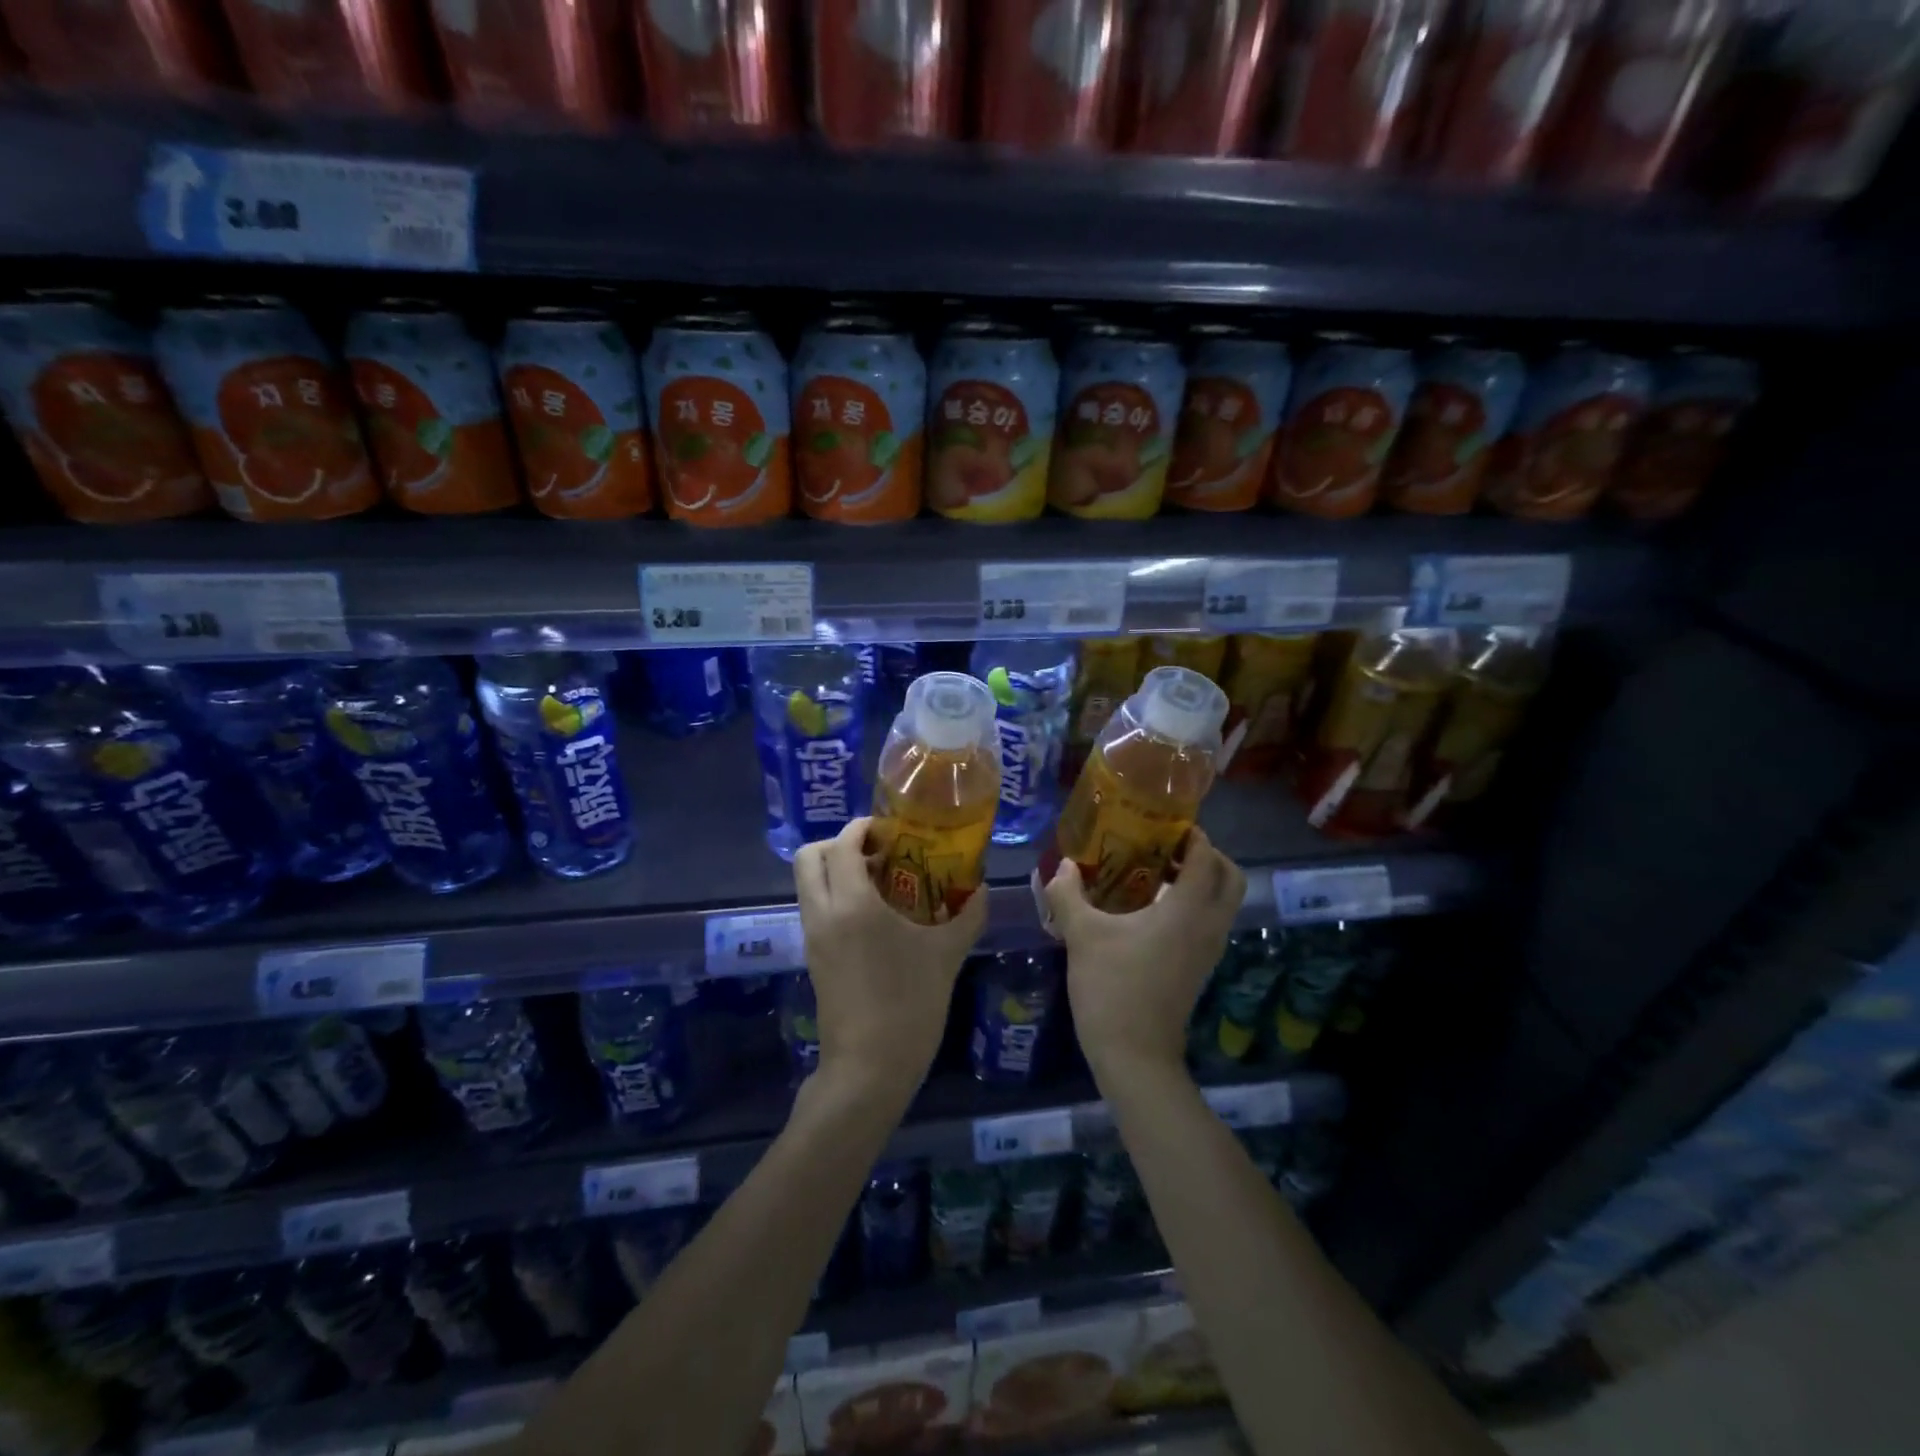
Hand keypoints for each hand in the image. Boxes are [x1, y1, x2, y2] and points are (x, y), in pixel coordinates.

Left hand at [794, 817, 987, 1096]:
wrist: (869, 1068)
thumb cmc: (909, 1005)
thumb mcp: (946, 955)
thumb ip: (967, 915)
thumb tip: (982, 889)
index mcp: (853, 904)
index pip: (841, 845)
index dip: (861, 828)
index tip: (890, 831)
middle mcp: (823, 913)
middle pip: (808, 857)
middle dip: (837, 843)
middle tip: (877, 852)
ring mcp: (813, 937)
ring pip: (807, 884)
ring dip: (835, 870)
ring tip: (880, 882)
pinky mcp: (813, 957)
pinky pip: (815, 908)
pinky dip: (834, 896)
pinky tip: (874, 916)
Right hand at [1041, 829, 1245, 1079]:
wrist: (1134, 1055)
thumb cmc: (1112, 987)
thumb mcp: (1082, 935)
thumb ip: (1068, 893)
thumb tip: (1064, 865)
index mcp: (1187, 910)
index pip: (1206, 857)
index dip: (1191, 834)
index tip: (1165, 821)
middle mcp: (1208, 925)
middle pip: (1230, 877)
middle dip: (1206, 855)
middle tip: (1167, 846)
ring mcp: (1208, 950)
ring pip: (1222, 902)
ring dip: (1200, 880)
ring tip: (1154, 871)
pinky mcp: (1199, 967)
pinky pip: (1209, 921)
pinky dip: (1193, 904)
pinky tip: (1149, 908)